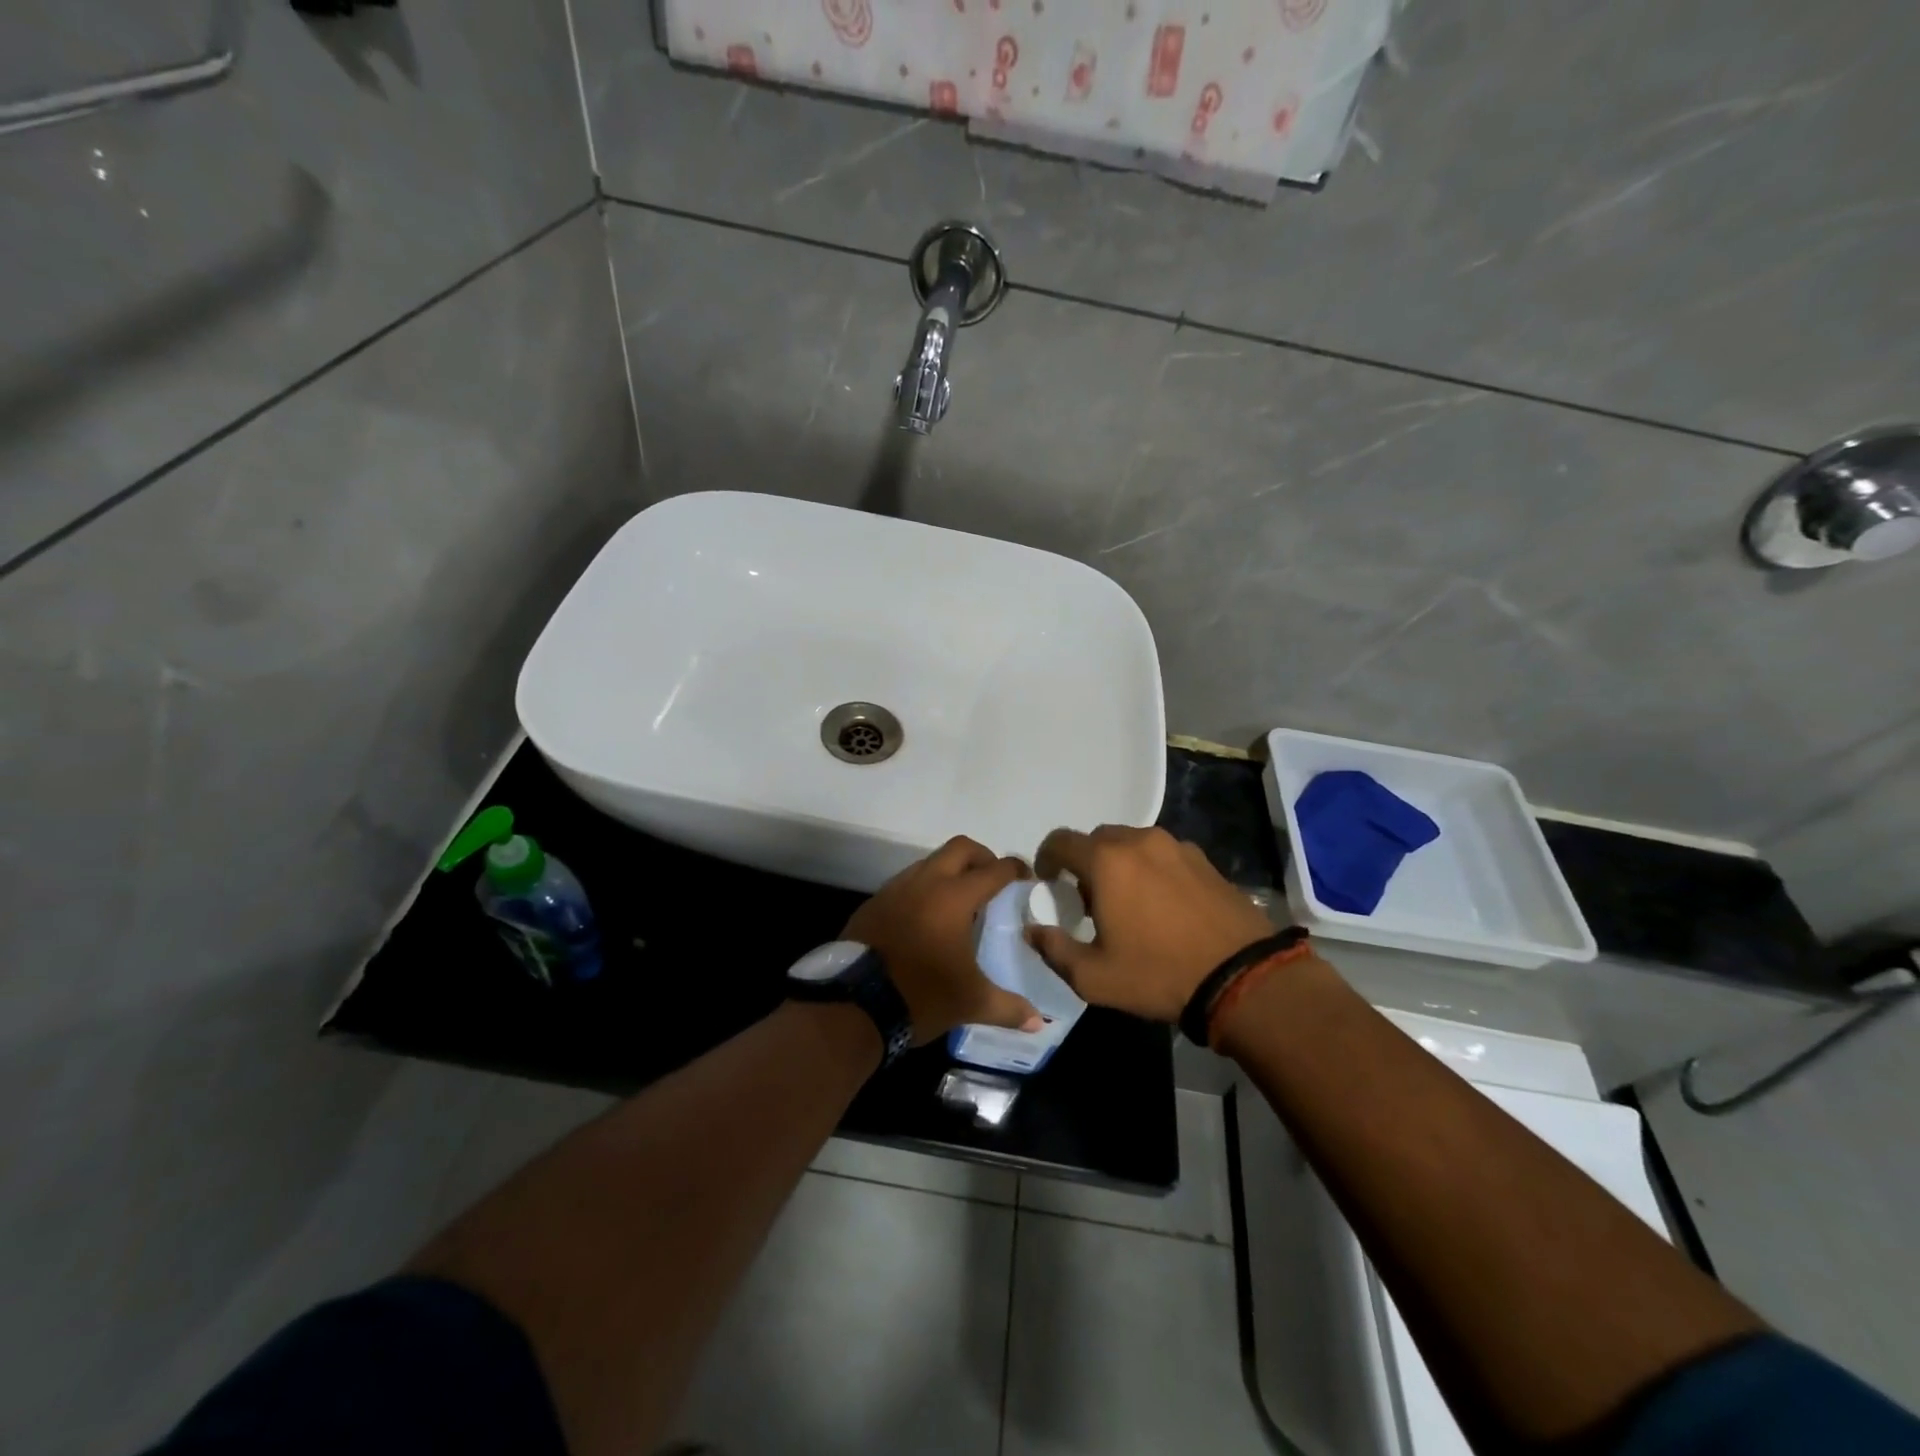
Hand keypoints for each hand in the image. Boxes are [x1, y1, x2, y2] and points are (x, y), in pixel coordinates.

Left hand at [844, 836, 1044, 1044]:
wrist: (854, 1005)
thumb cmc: (921, 996)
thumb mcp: (970, 1003)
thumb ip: (1008, 1007)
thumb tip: (1038, 1022)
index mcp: (954, 897)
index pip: (993, 870)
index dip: (1014, 868)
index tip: (1026, 875)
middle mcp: (925, 883)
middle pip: (959, 848)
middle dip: (982, 856)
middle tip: (992, 879)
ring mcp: (894, 890)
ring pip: (928, 862)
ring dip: (948, 871)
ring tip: (958, 900)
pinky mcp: (872, 904)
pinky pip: (904, 884)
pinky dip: (921, 890)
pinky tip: (924, 918)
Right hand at [1028, 826, 1276, 1023]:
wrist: (1242, 977)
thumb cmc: (1158, 974)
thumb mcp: (1094, 977)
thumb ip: (1054, 949)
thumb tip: (1033, 930)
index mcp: (1107, 861)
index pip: (1060, 841)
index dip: (1046, 858)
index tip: (1047, 882)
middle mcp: (1139, 841)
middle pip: (1098, 839)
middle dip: (1085, 864)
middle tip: (1089, 901)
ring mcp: (1176, 846)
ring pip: (1132, 844)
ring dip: (1120, 865)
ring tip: (1129, 904)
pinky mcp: (1204, 860)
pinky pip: (1163, 854)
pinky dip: (1151, 870)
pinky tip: (1163, 906)